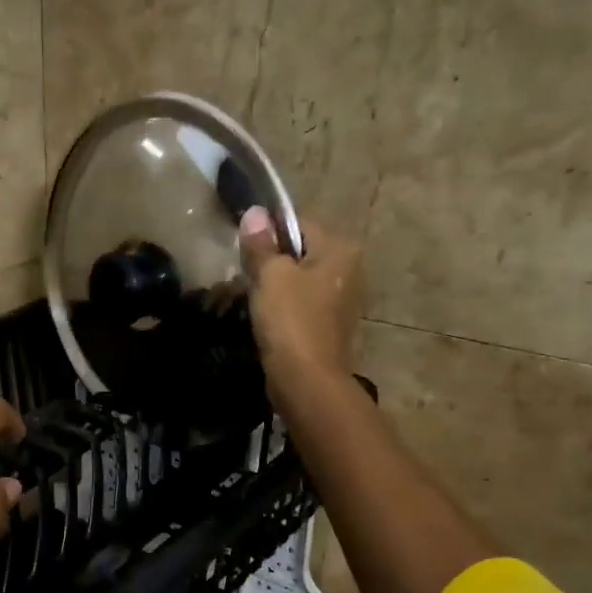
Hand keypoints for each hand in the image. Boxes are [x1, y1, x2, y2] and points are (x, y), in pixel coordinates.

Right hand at [239, 207, 363, 391]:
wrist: (306, 380)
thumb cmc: (290, 320)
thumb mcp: (270, 275)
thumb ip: (261, 244)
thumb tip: (255, 212)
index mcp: (339, 249)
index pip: (299, 223)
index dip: (268, 230)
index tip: (243, 246)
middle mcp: (348, 269)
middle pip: (300, 251)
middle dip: (272, 259)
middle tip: (243, 272)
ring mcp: (341, 299)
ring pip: (299, 278)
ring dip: (275, 284)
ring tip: (249, 294)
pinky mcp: (329, 324)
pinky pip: (301, 302)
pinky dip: (283, 306)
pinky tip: (264, 316)